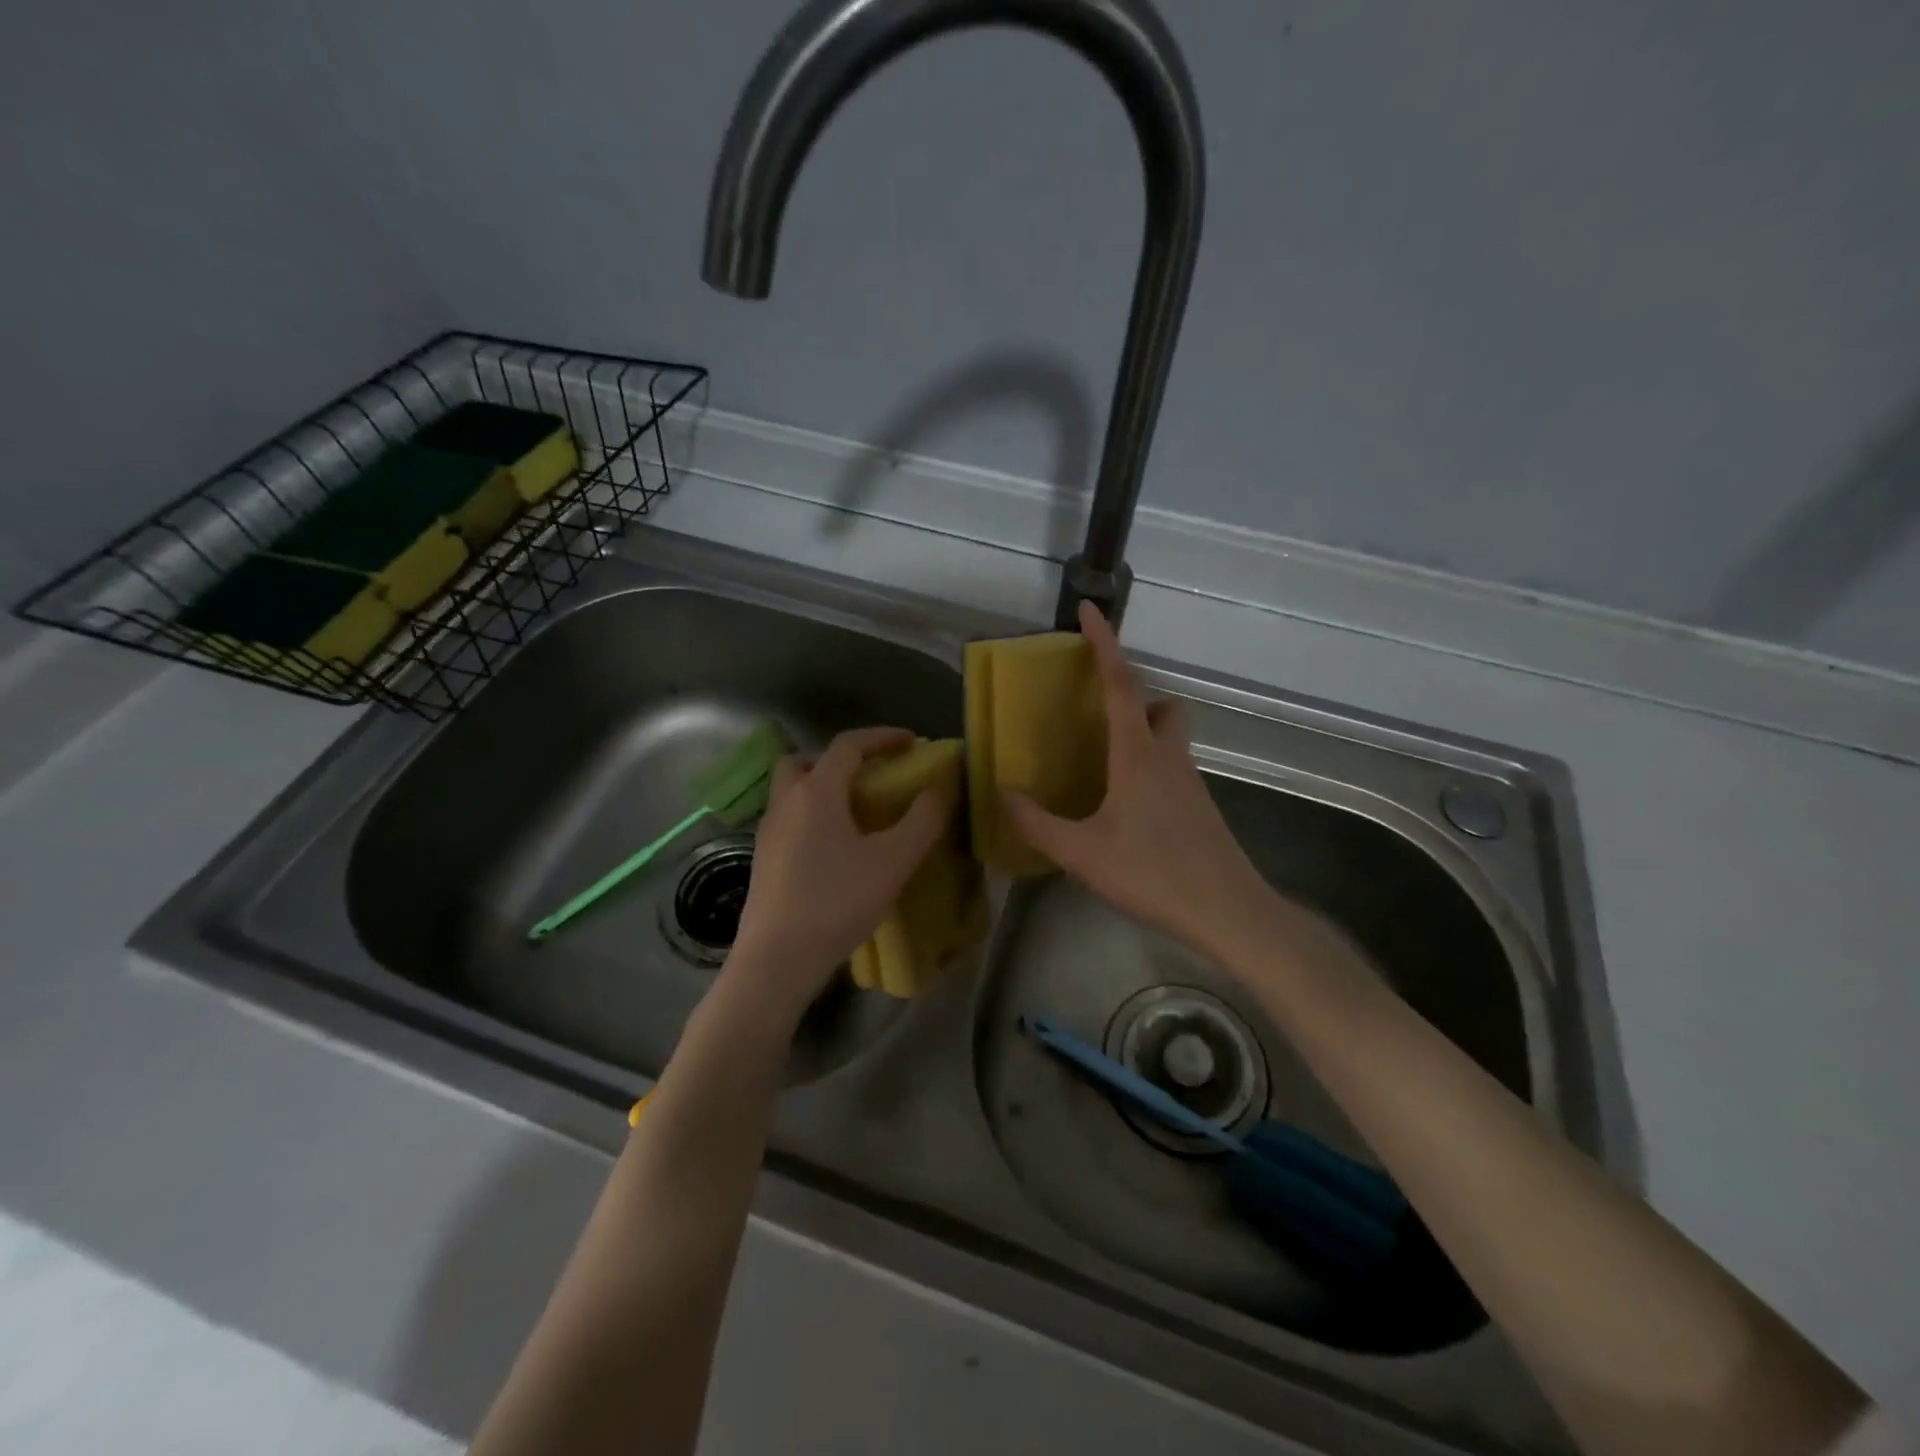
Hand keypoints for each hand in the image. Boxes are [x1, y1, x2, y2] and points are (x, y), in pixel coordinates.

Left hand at [724, 726, 947, 1029]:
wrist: (776, 960)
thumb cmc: (836, 902)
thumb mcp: (892, 862)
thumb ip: (921, 821)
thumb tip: (937, 790)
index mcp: (816, 792)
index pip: (847, 745)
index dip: (881, 737)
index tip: (911, 742)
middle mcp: (785, 803)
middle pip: (805, 761)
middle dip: (839, 759)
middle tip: (870, 776)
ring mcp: (768, 833)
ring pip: (793, 791)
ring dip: (823, 788)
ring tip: (857, 815)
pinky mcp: (762, 861)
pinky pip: (789, 820)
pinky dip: (813, 817)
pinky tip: (836, 850)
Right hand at [1003, 602, 1280, 963]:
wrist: (1227, 912)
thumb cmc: (1152, 874)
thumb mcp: (1081, 853)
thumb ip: (1037, 823)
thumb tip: (1004, 793)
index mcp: (1137, 754)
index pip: (1119, 684)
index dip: (1104, 643)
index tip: (1090, 609)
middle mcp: (1168, 756)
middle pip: (1159, 704)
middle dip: (1132, 694)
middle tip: (1098, 712)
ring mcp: (1190, 782)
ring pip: (1170, 735)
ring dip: (1142, 730)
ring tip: (1103, 763)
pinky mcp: (1200, 807)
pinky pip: (1172, 766)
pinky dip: (1149, 765)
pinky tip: (1126, 806)